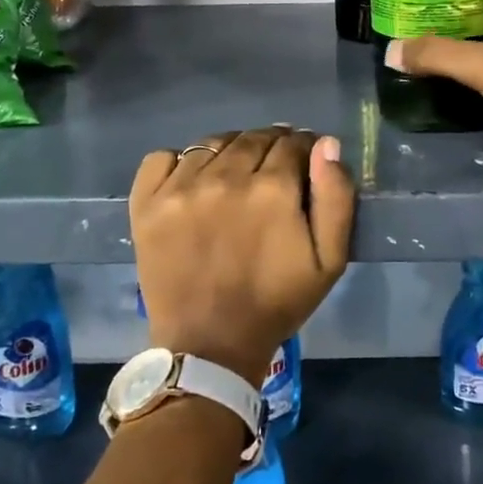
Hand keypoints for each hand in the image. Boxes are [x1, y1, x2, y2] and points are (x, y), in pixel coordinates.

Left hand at [130, 127, 354, 386]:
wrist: (209, 345)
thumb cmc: (276, 303)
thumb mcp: (329, 260)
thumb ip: (336, 197)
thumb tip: (326, 144)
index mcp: (273, 189)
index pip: (292, 142)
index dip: (303, 149)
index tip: (303, 164)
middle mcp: (225, 177)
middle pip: (253, 138)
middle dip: (270, 147)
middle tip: (272, 172)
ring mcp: (180, 187)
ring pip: (213, 143)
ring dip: (230, 151)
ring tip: (235, 176)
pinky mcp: (147, 202)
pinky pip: (163, 157)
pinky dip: (180, 161)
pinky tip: (193, 182)